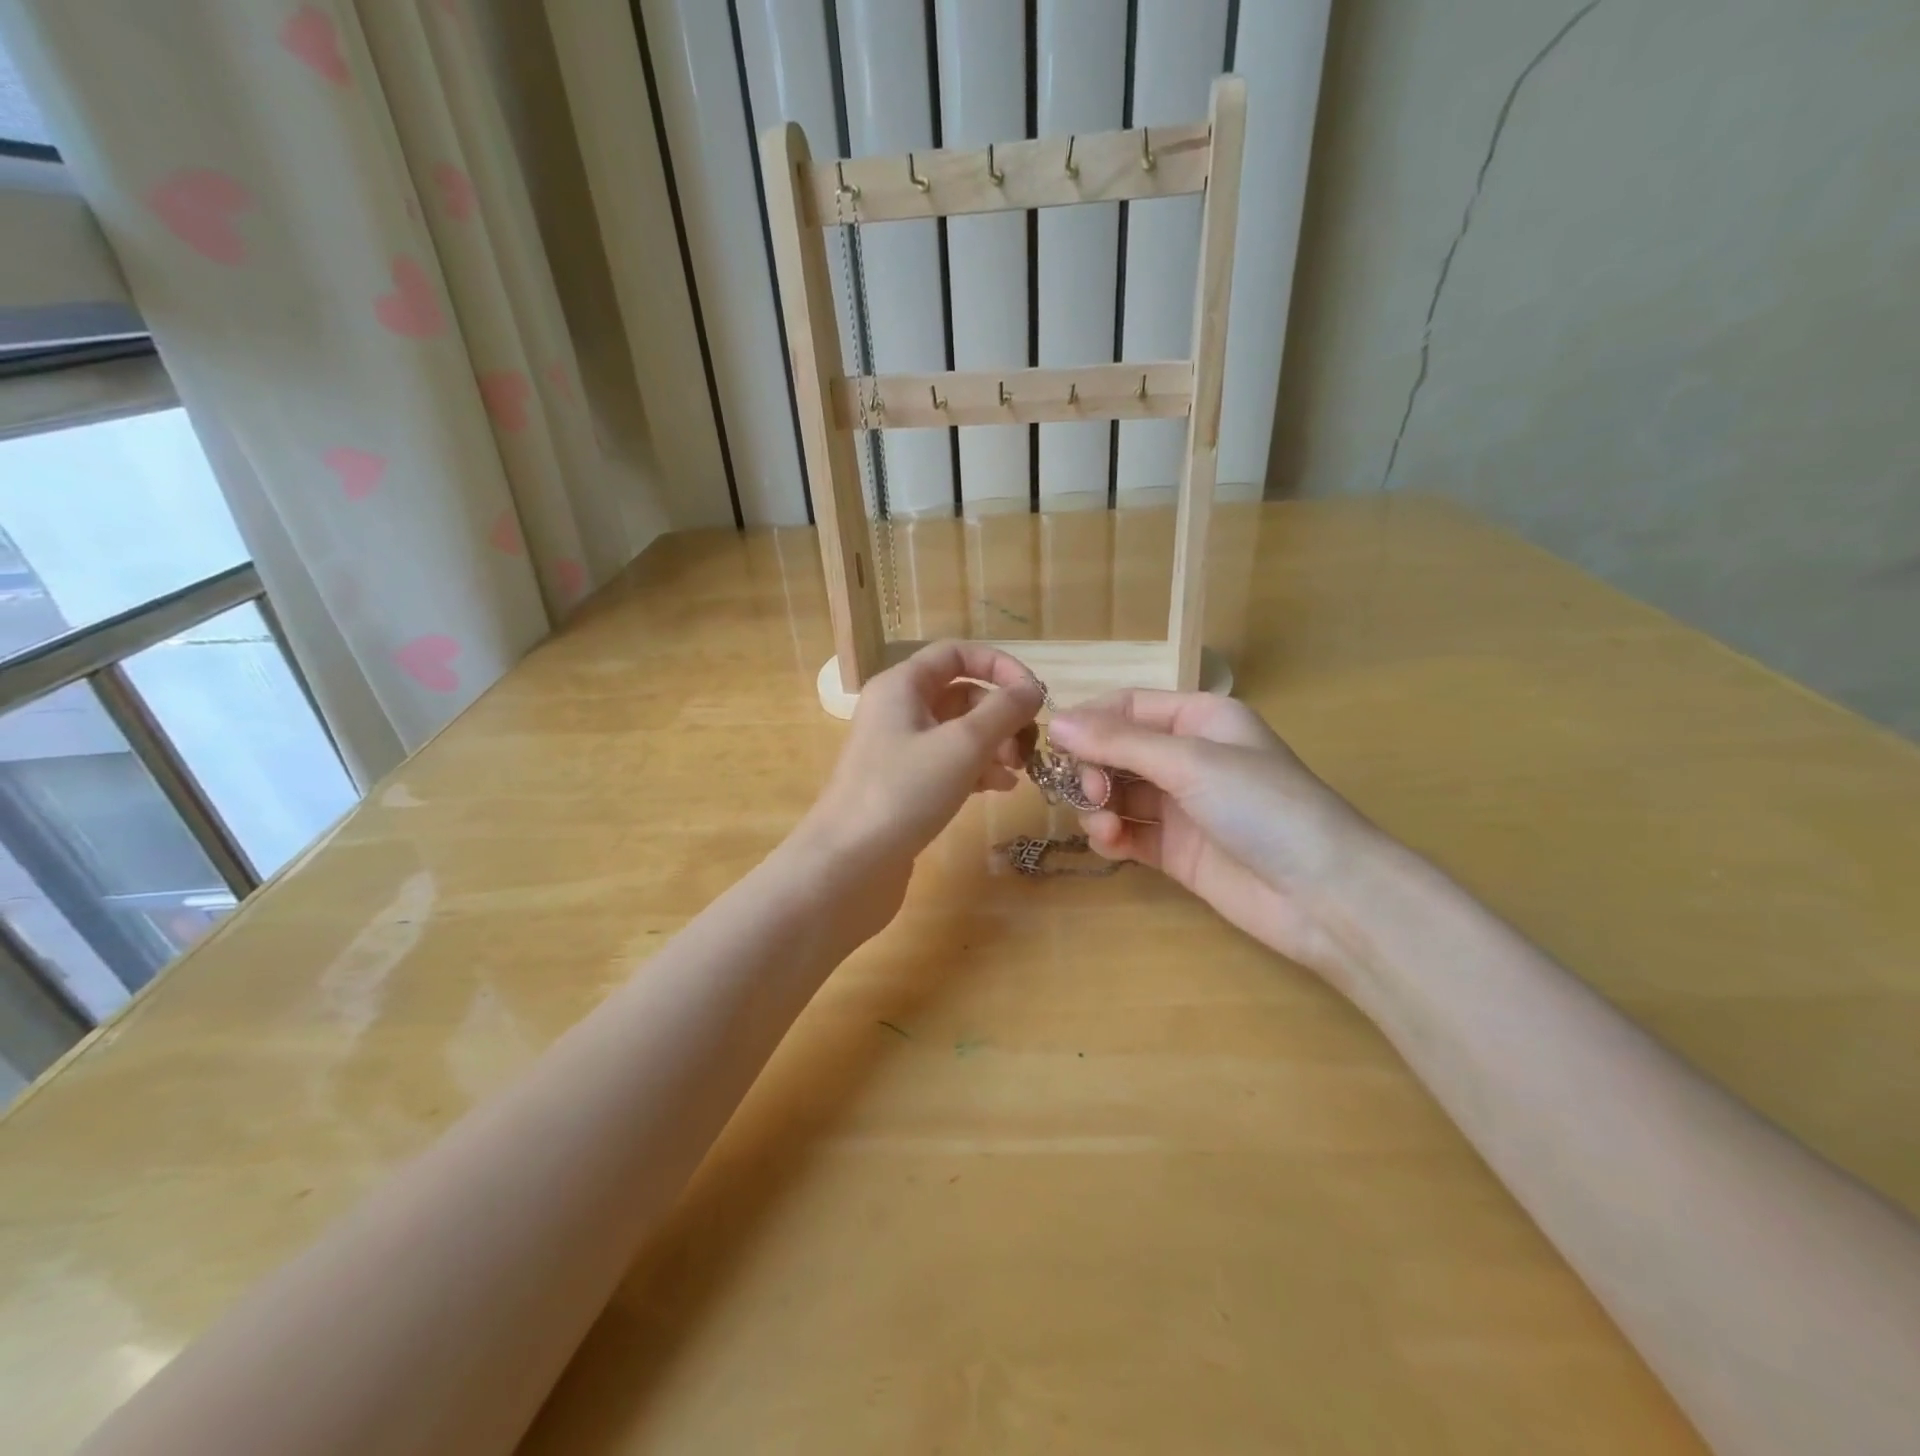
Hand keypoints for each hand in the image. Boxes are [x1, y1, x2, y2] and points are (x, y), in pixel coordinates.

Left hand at [791, 642, 1042, 931]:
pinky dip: (977, 770)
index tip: (1035, 695)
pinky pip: (949, 764)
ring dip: (994, 744)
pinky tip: (1000, 789)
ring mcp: (898, 750)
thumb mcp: (962, 745)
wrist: (848, 865)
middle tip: (1029, 746)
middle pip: (962, 694)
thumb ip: (1003, 711)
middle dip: (1001, 715)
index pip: (957, 653)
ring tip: (1019, 772)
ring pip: (958, 732)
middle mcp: (898, 710)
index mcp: (902, 685)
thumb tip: (1033, 689)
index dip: (1000, 666)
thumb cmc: (903, 792)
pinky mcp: (903, 786)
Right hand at [1049, 691, 1387, 985]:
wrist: (1323, 894)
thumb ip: (1119, 742)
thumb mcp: (1190, 762)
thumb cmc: (1263, 806)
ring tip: (1102, 824)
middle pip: (1117, 751)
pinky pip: (1129, 833)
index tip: (1053, 744)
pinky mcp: (1176, 852)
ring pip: (1118, 794)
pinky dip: (1111, 836)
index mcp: (1201, 720)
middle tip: (1089, 791)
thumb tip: (1056, 722)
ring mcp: (1182, 807)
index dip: (1089, 721)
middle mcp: (1189, 758)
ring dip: (1098, 805)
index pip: (1129, 707)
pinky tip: (1111, 844)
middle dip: (1093, 768)